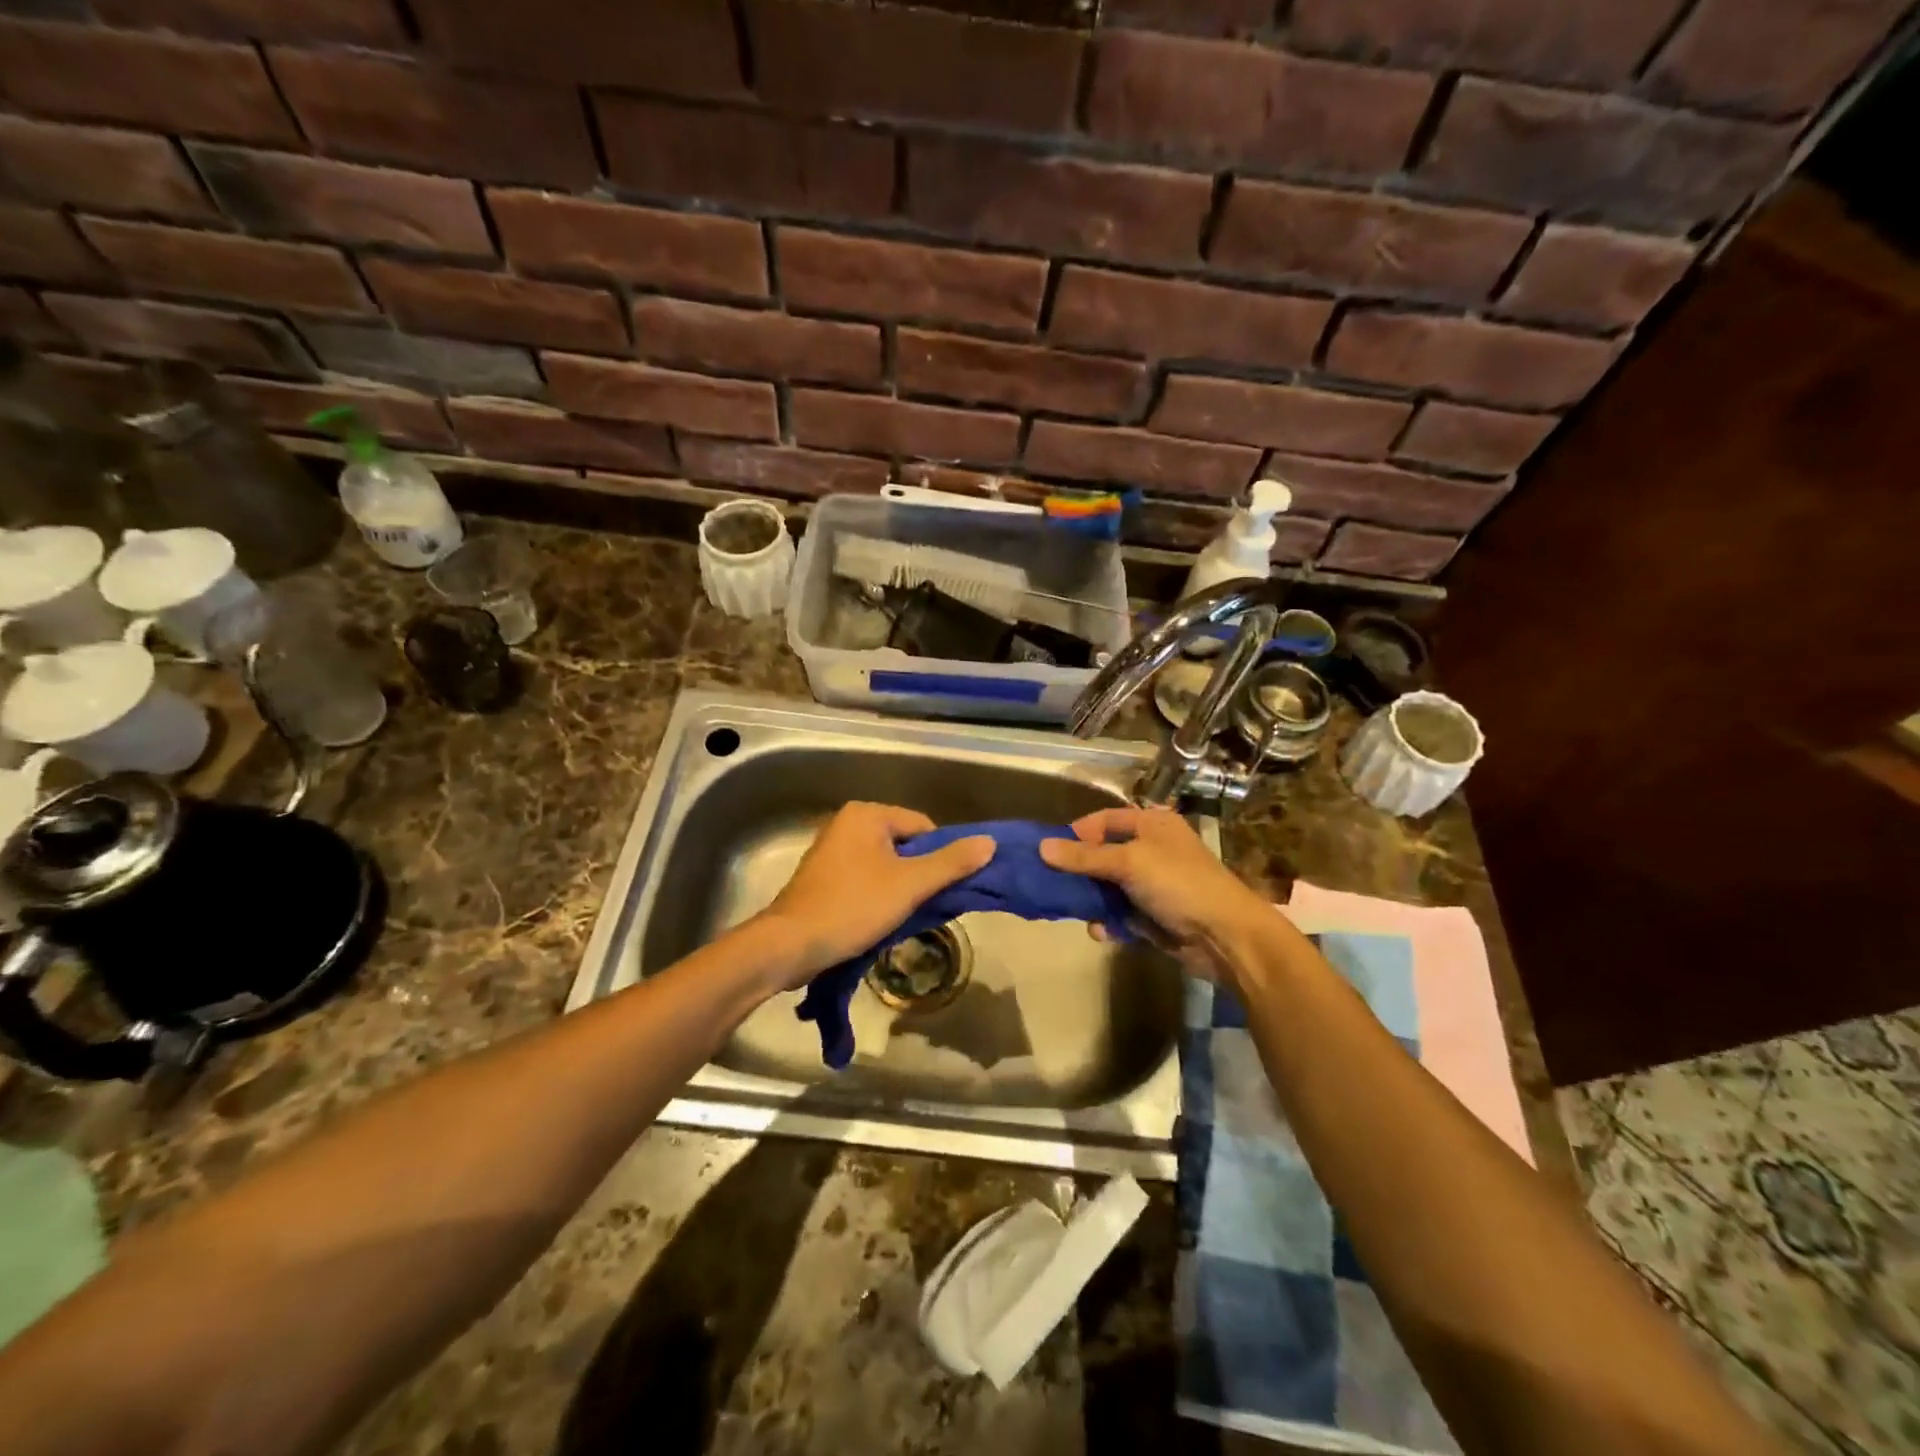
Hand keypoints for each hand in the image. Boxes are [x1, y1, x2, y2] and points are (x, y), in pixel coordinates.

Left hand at [751, 803, 994, 989]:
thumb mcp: (910, 885)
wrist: (789, 944)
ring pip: (885, 864)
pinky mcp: (822, 877)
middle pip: (904, 844)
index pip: (923, 826)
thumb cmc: (853, 906)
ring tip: (905, 916)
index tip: (944, 888)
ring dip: (900, 888)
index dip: (940, 856)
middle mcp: (847, 824)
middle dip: (920, 874)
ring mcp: (831, 850)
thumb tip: (990, 842)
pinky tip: (880, 920)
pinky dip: (878, 895)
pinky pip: (864, 878)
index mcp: (866, 814)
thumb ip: (951, 863)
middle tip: (928, 904)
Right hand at [1039, 807, 1272, 976]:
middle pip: (1104, 855)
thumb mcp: (1128, 862)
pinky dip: (1110, 923)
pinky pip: (1122, 915)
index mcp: (1152, 824)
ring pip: (1110, 888)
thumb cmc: (1178, 883)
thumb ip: (1085, 857)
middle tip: (1053, 884)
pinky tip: (1102, 932)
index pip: (1104, 820)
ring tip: (1077, 911)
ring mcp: (1155, 885)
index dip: (1077, 833)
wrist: (1225, 936)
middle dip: (1080, 871)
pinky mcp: (1155, 917)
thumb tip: (1042, 847)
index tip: (1051, 852)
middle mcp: (1152, 850)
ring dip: (1093, 901)